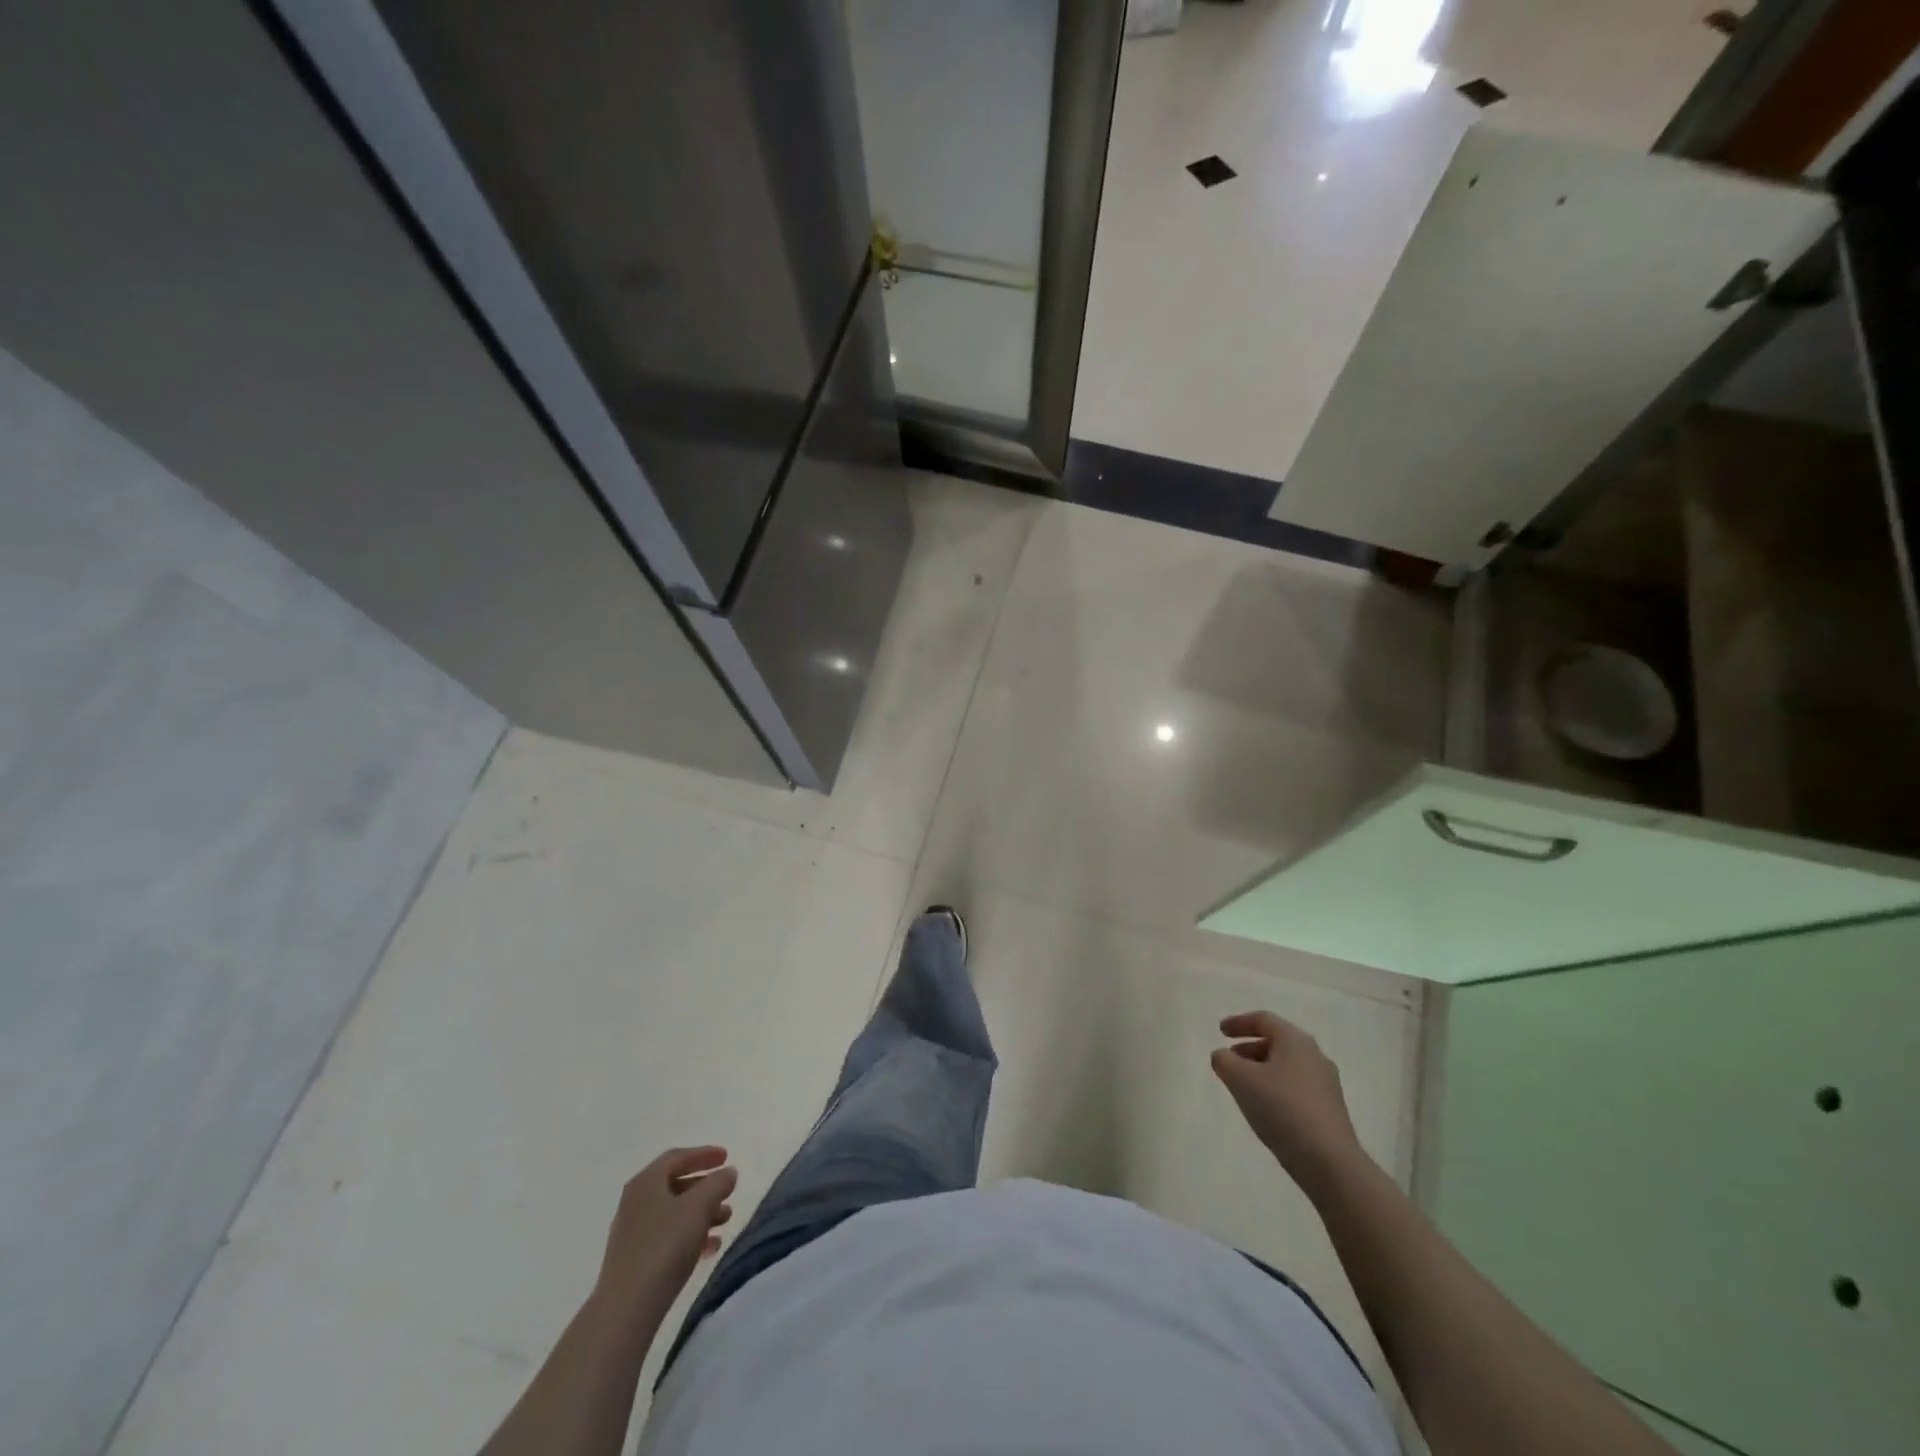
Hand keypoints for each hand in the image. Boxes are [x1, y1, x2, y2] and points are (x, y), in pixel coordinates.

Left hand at [594, 1146, 737, 1322]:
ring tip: (725, 1221)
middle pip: (675, 1185)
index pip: (677, 1157)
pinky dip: (690, 1235)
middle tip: (728, 1192)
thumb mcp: (699, 1207)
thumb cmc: (664, 1246)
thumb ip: (717, 1184)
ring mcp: (632, 1234)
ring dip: (701, 1213)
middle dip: (705, 1187)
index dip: (704, 1154)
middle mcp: (635, 1203)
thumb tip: (728, 1173)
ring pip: (673, 1213)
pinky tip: (709, 1248)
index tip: (727, 1157)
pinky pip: (667, 1237)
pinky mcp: (634, 1261)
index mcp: (646, 1182)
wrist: (626, 1310)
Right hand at [1211, 1012, 1364, 1189]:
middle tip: (1230, 1058)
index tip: (1220, 1031)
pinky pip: (1296, 1087)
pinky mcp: (1330, 1109)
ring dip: (1262, 1069)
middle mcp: (1314, 1056)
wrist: (1329, 1161)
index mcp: (1295, 1041)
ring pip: (1287, 1066)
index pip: (1264, 1020)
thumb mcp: (1240, 1079)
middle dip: (1250, 1047)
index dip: (1239, 1022)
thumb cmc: (1281, 1108)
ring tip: (1243, 1085)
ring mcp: (1326, 1084)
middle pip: (1277, 1042)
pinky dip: (1276, 1087)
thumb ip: (1224, 1061)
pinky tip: (1265, 1107)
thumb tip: (1223, 1056)